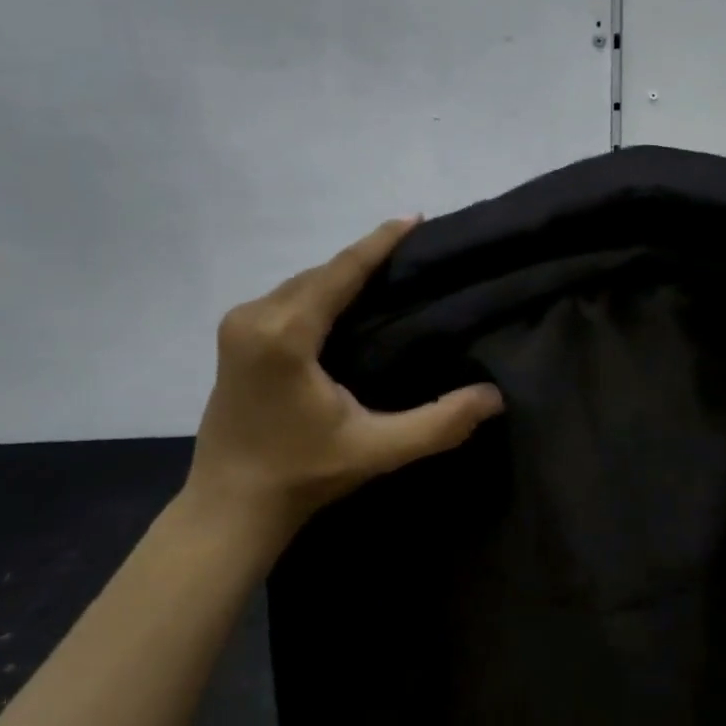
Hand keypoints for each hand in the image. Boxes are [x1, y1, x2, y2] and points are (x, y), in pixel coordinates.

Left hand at [182, 217, 503, 547]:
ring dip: (342, 277)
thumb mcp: (378, 450)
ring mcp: (237, 325)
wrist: (231, 507)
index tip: (415, 217)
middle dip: (365, 259)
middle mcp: (254, 316)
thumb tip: (494, 396)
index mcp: (284, 334)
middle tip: (414, 256)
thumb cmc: (303, 475)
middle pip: (320, 273)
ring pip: (302, 284)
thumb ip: (439, 423)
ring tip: (389, 276)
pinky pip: (287, 298)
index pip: (341, 272)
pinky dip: (320, 293)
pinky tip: (347, 303)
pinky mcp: (233, 339)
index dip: (380, 242)